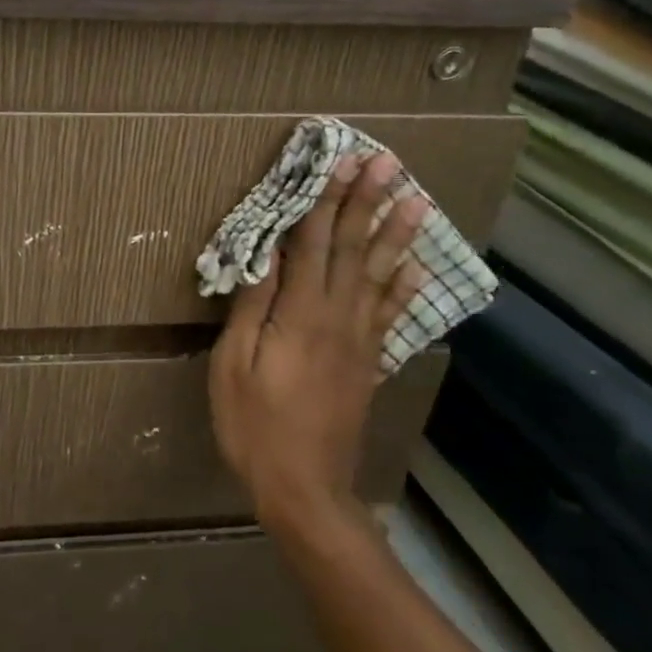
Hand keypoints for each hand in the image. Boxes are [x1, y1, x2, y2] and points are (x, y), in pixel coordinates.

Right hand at [208, 151, 427, 533]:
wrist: (304, 488)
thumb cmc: (254, 424)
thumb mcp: (234, 364)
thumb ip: (253, 307)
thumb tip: (266, 255)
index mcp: (301, 316)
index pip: (314, 245)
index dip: (326, 201)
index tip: (341, 163)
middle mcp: (339, 319)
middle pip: (353, 250)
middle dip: (367, 202)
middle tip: (386, 162)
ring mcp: (360, 341)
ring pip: (380, 276)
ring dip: (395, 235)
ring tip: (415, 199)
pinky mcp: (368, 362)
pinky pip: (391, 315)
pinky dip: (405, 287)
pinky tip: (417, 267)